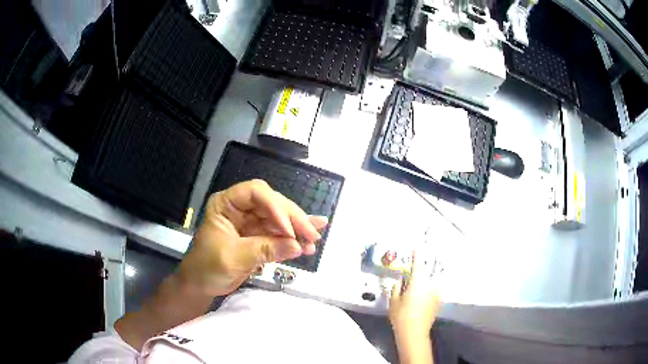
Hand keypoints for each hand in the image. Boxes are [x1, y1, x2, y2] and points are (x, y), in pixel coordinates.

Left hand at [178, 179, 327, 295]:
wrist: (201, 285)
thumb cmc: (207, 268)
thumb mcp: (233, 258)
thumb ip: (265, 250)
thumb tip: (297, 246)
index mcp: (226, 204)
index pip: (255, 193)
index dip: (275, 207)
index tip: (289, 230)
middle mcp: (240, 208)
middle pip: (272, 203)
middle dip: (293, 219)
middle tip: (312, 235)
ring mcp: (251, 222)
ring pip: (280, 218)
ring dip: (298, 229)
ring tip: (315, 239)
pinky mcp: (259, 236)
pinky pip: (280, 234)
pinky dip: (294, 239)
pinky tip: (311, 240)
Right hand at [389, 252, 440, 339]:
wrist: (414, 333)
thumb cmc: (401, 316)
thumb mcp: (393, 301)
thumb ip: (397, 288)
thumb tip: (400, 282)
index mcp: (418, 282)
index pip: (418, 263)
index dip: (417, 254)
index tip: (416, 248)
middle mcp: (430, 284)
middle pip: (426, 272)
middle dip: (420, 271)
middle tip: (412, 274)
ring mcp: (436, 292)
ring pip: (431, 281)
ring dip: (425, 280)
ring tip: (416, 287)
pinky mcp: (439, 300)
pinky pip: (433, 290)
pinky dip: (429, 289)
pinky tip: (421, 297)